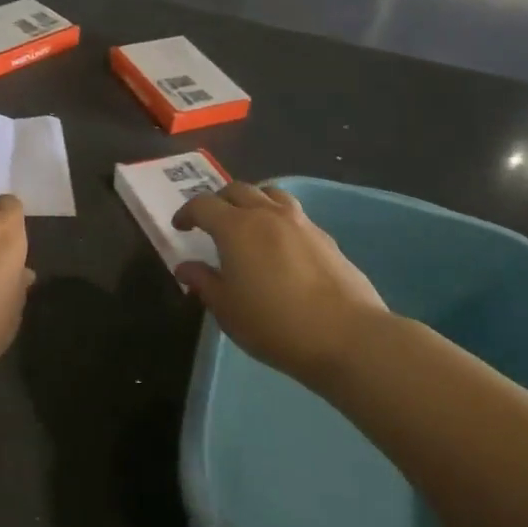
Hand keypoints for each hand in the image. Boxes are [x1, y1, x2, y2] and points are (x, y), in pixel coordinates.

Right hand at [172, 182, 394, 384]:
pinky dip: (278, 219)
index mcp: (236, 227)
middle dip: (218, 201)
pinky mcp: (325, 237)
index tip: (180, 227)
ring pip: (270, 194)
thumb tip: (186, 267)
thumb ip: (204, 282)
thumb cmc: (275, 324)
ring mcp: (301, 223)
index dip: (187, 213)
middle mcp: (267, 214)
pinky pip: (294, 214)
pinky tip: (280, 245)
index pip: (203, 205)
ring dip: (252, 201)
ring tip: (247, 222)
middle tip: (211, 222)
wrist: (347, 336)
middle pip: (237, 190)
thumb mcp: (227, 309)